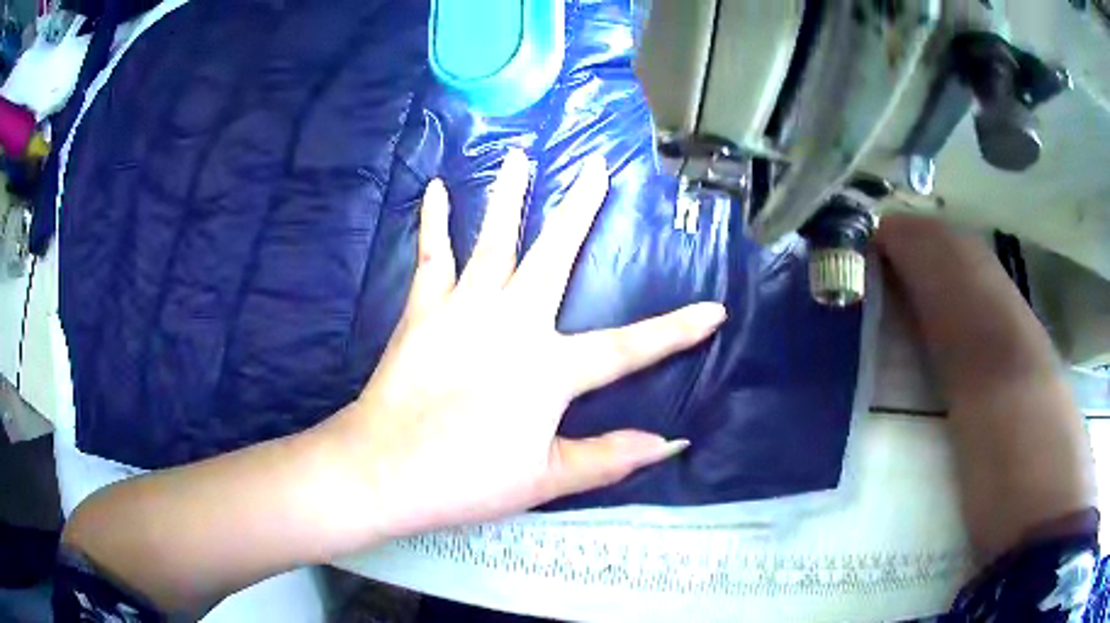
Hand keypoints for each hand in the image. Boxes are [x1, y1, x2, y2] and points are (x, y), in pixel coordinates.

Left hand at [324, 150, 725, 537]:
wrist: (385, 468)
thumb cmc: (467, 479)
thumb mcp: (548, 478)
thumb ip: (611, 457)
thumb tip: (672, 444)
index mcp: (550, 368)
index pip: (630, 348)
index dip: (677, 331)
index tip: (715, 310)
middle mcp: (514, 322)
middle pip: (556, 254)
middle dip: (581, 209)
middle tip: (598, 168)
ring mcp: (465, 307)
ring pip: (494, 238)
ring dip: (510, 194)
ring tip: (521, 154)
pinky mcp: (424, 308)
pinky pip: (432, 254)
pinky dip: (433, 220)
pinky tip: (434, 188)